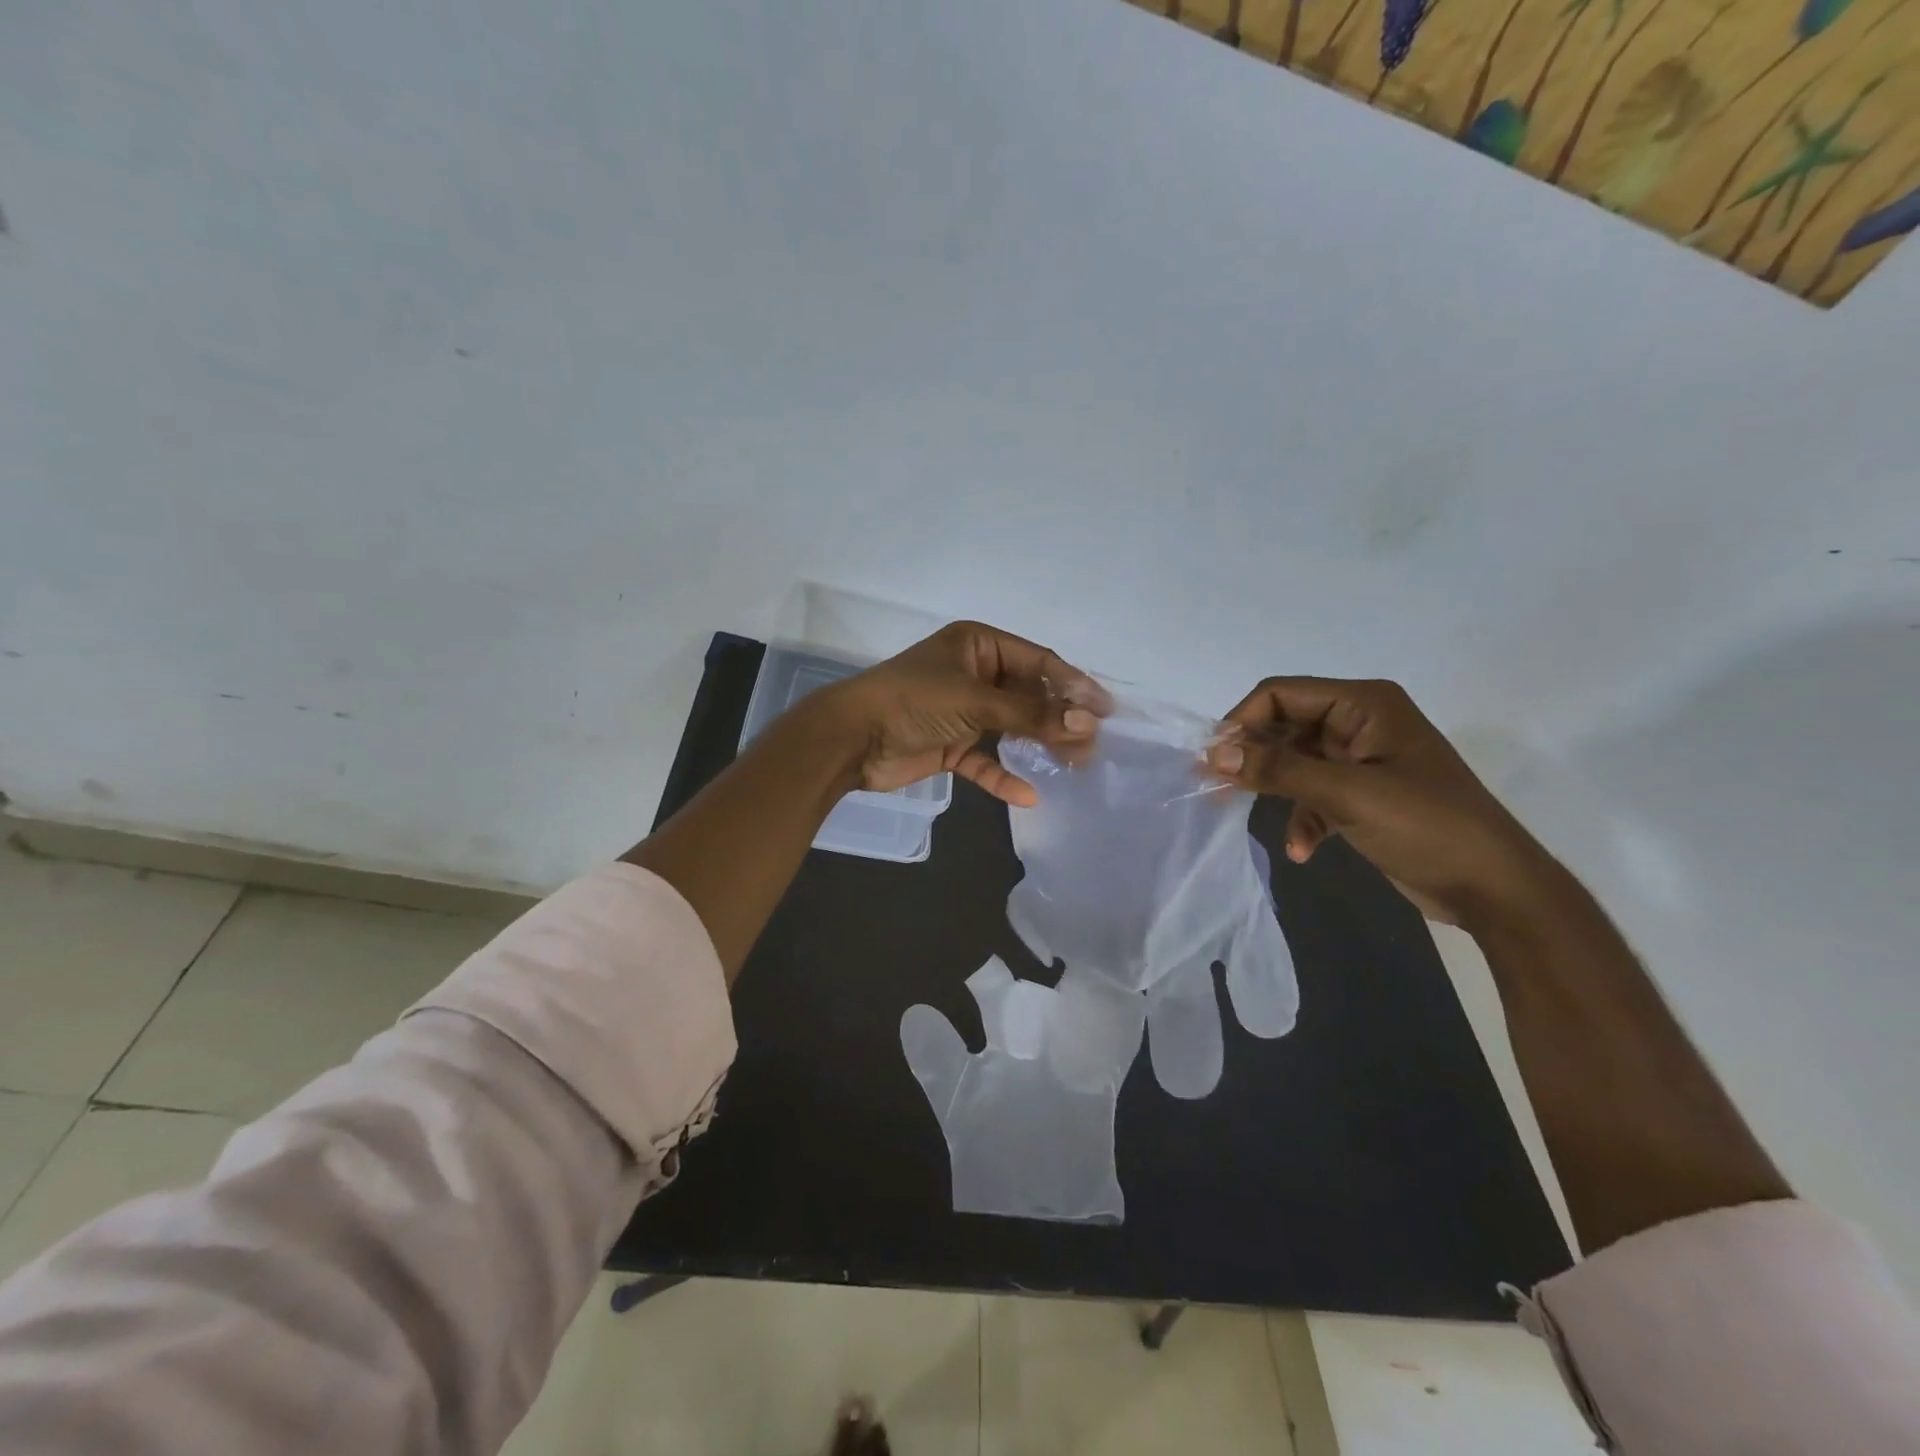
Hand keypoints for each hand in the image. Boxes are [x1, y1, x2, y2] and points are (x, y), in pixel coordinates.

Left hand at [812, 621, 1105, 807]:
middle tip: (1092, 745)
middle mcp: (974, 673)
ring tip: (1075, 765)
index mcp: (978, 645)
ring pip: (1011, 727)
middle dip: (1060, 718)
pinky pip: (984, 760)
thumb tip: (1087, 722)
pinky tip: (1027, 795)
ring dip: (1039, 745)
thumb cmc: (912, 702)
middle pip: (1028, 695)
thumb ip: (1031, 713)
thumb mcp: (975, 700)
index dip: (1073, 685)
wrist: (850, 739)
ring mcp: (962, 711)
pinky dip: (1002, 775)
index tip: (1106, 711)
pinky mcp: (950, 745)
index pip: (1038, 662)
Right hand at [1204, 677, 1552, 926]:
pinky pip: (1314, 794)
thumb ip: (1279, 770)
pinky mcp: (1363, 795)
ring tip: (1242, 814)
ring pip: (1294, 762)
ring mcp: (1362, 760)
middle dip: (1252, 757)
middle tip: (1217, 788)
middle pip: (1284, 727)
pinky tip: (1302, 850)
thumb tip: (1214, 754)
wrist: (1495, 889)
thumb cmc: (1427, 826)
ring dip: (1273, 790)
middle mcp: (1360, 723)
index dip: (1242, 721)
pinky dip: (1302, 818)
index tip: (1211, 759)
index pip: (1282, 694)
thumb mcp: (1347, 794)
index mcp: (1364, 704)